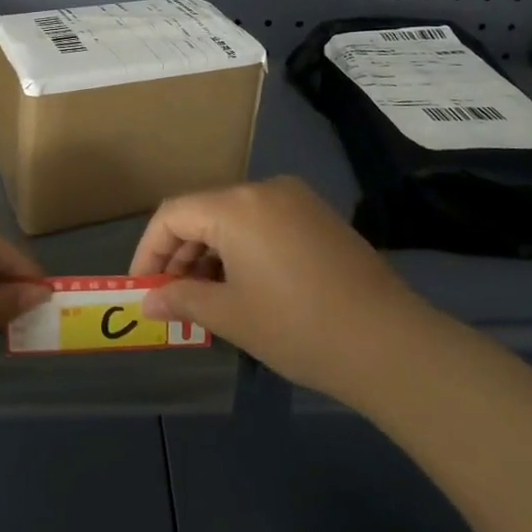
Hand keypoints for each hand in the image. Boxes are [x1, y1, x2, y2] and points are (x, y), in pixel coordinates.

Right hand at [128, 176, 428, 407]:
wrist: (388, 342)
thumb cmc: (297, 326)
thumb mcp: (230, 315)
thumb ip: (181, 299)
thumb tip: (147, 301)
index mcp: (237, 205)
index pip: (173, 214)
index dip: (150, 251)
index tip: (143, 289)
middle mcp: (265, 189)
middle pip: (204, 212)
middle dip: (181, 255)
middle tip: (173, 300)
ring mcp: (297, 200)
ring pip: (234, 218)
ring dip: (211, 254)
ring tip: (207, 299)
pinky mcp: (319, 217)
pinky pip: (264, 223)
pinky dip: (243, 249)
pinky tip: (244, 287)